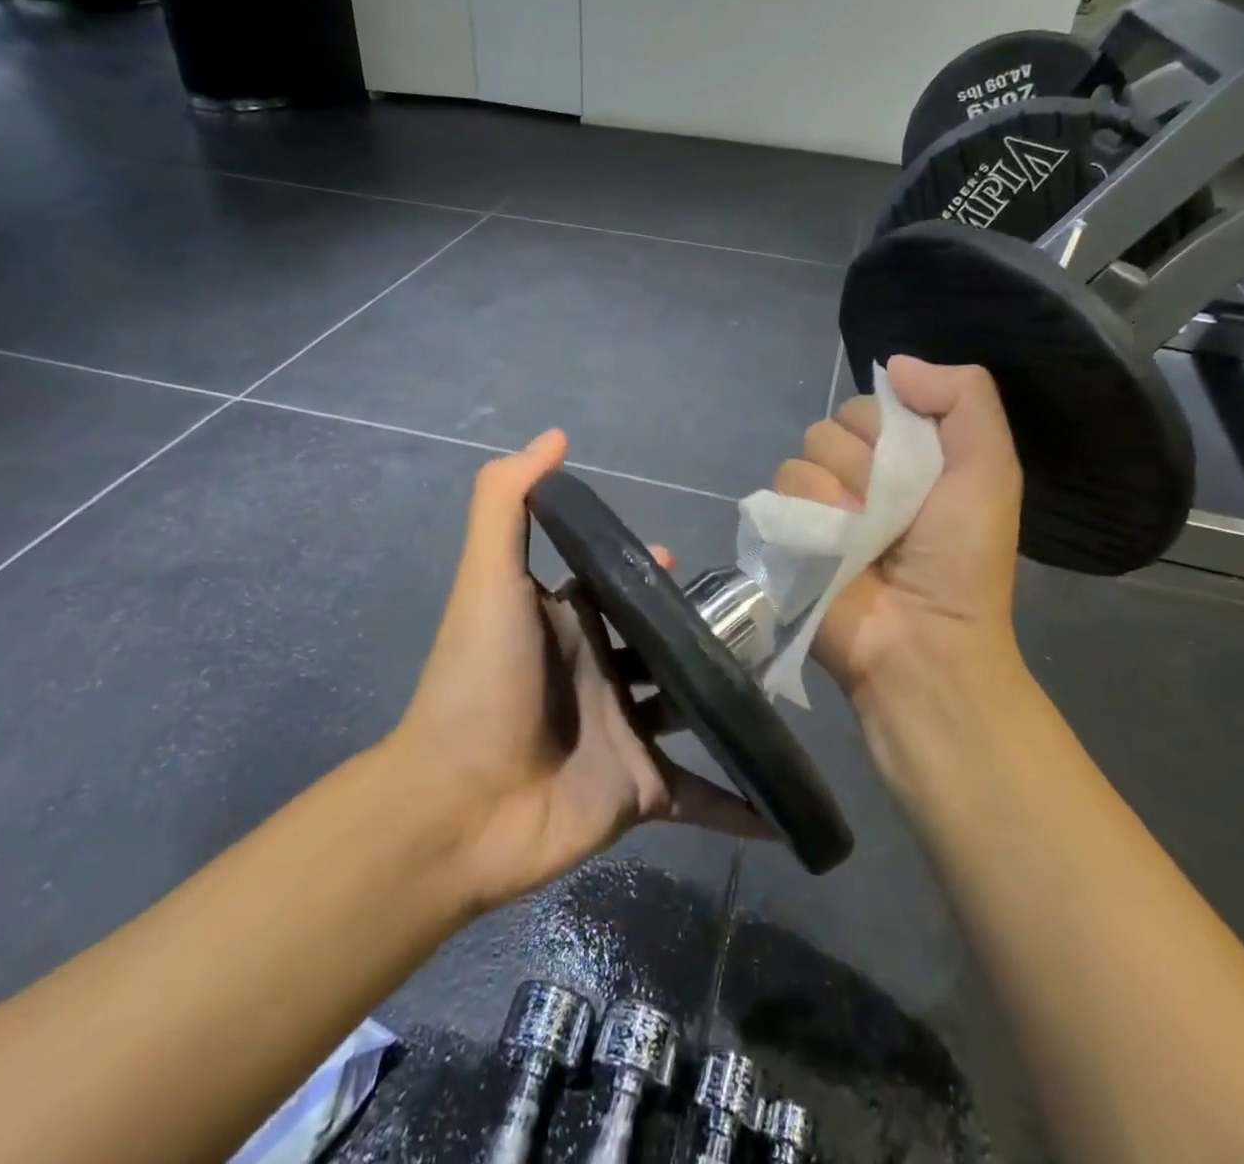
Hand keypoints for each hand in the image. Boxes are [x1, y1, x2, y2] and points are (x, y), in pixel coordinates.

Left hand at [396, 430, 765, 912]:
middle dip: (706, 631)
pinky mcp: (643, 791)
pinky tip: (785, 801)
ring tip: (784, 682)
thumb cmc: (481, 682)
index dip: (649, 572)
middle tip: (758, 621)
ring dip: (732, 700)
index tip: (683, 564)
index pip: (619, 588)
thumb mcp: (489, 580)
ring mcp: (626, 734)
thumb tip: (556, 436)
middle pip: (666, 645)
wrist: (457, 807)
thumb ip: (507, 502)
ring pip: (693, 710)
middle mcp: (602, 674)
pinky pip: (702, 794)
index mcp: (570, 625)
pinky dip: (740, 802)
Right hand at [774, 357, 1029, 755]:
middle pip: (833, 424)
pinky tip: (833, 550)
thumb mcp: (989, 467)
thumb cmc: (962, 557)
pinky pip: (782, 490)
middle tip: (894, 511)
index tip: (919, 468)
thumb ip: (963, 398)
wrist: (924, 638)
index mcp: (903, 453)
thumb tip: (894, 365)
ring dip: (840, 494)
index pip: (872, 402)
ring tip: (864, 538)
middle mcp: (857, 472)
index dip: (892, 428)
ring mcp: (819, 503)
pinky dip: (811, 516)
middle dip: (866, 464)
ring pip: (805, 455)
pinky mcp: (787, 530)